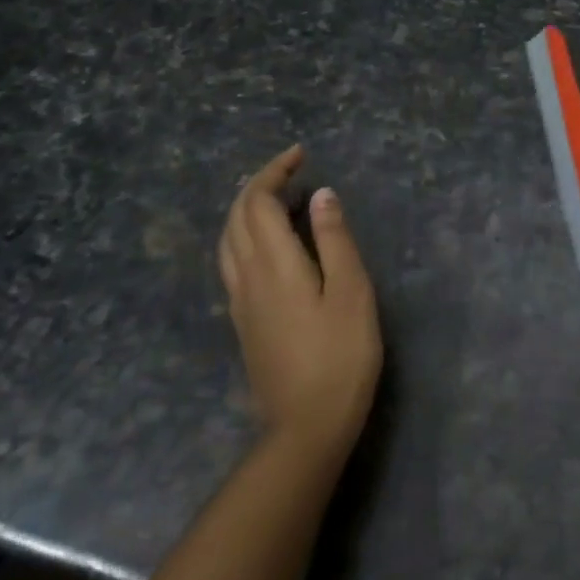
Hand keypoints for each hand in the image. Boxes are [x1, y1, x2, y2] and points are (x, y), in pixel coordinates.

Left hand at [218, 146, 381, 458]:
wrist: (306, 425)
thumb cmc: (341, 354)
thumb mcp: (351, 291)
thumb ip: (333, 239)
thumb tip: (320, 194)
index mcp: (274, 264)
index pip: (258, 202)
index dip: (275, 171)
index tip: (300, 154)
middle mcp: (247, 276)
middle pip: (236, 217)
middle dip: (258, 184)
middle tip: (292, 169)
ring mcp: (240, 301)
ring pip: (228, 239)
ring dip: (246, 208)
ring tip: (277, 197)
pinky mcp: (243, 321)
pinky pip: (232, 260)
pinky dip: (244, 234)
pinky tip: (268, 243)